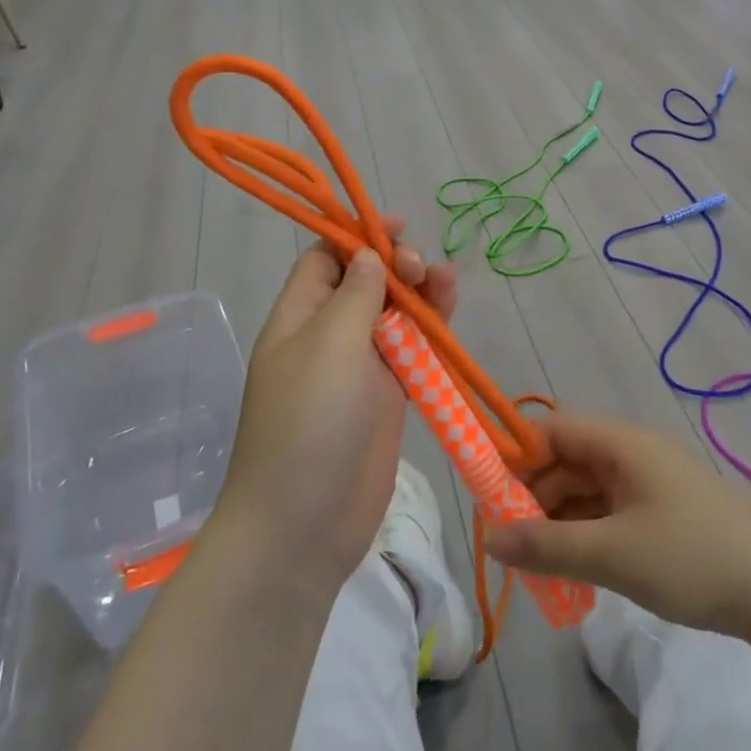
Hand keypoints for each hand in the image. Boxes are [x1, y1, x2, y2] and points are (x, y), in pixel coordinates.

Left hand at [215, 218, 458, 598]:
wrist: (304, 524)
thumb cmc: (308, 421)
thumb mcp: (329, 344)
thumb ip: (356, 294)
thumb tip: (369, 254)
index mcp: (300, 316)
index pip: (326, 258)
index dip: (359, 236)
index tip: (398, 226)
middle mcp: (329, 335)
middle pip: (368, 282)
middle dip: (397, 265)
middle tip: (421, 269)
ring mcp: (361, 368)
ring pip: (396, 315)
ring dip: (422, 294)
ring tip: (447, 282)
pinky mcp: (389, 397)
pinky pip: (413, 352)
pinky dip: (432, 332)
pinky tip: (450, 315)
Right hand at [483, 414, 750, 646]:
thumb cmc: (694, 558)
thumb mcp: (614, 554)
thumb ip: (547, 546)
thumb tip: (490, 539)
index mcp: (622, 443)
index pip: (552, 430)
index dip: (516, 455)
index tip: (488, 494)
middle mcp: (632, 454)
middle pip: (566, 462)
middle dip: (534, 497)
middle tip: (510, 543)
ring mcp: (649, 485)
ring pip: (586, 492)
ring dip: (558, 522)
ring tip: (536, 567)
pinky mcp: (662, 516)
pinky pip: (608, 515)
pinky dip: (585, 536)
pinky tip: (573, 574)